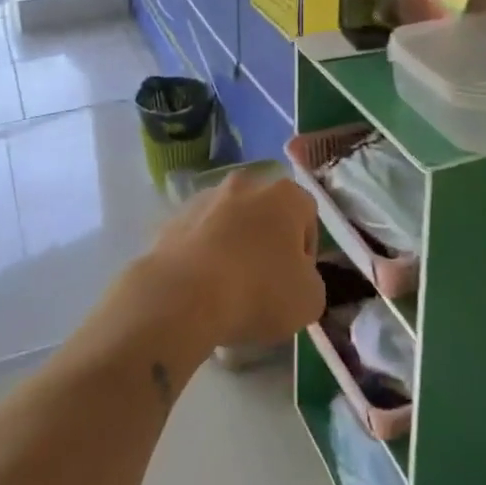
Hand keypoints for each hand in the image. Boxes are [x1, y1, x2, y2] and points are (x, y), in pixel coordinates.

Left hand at [146, 169, 323, 348]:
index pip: (307, 215)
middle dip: (267, 242)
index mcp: (285, 195)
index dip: (306, 251)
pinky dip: (203, 255)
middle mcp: (247, 184)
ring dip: (233, 246)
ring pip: (229, 221)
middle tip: (263, 283)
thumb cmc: (258, 291)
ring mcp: (206, 198)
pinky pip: (198, 236)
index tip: (296, 281)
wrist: (184, 295)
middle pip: (265, 212)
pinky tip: (200, 288)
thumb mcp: (309, 300)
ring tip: (227, 289)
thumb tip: (297, 278)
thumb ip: (311, 281)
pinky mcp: (174, 218)